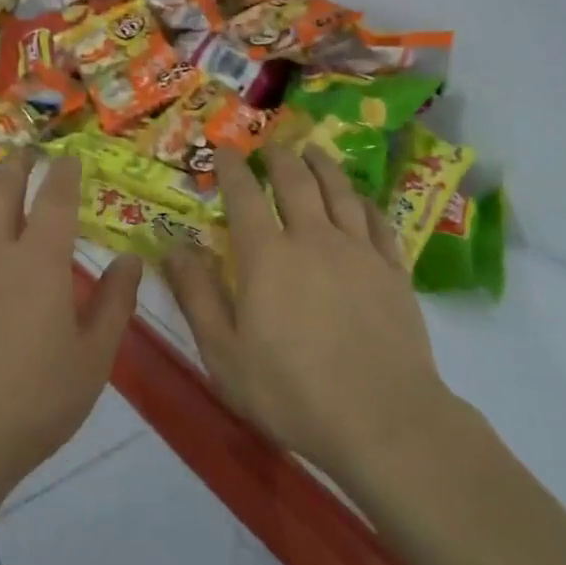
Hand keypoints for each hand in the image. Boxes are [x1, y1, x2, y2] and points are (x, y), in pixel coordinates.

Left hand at [0, 152, 142, 507]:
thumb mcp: (93, 360)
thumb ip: (115, 304)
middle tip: (26, 153)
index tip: (71, 159)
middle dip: (17, 163)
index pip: (55, 197)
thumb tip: (131, 259)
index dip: (65, 172)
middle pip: (1, 186)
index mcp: (39, 261)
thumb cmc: (32, 405)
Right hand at [162, 148, 451, 485]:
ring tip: (313, 151)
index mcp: (267, 256)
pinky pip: (378, 221)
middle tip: (270, 145)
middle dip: (279, 157)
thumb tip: (172, 249)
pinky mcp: (393, 271)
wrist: (383, 419)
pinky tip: (360, 200)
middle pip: (296, 181)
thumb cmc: (291, 391)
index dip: (232, 167)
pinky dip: (364, 202)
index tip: (224, 149)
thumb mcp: (224, 352)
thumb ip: (197, 296)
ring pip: (340, 192)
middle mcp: (313, 239)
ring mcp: (359, 252)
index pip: (244, 195)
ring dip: (323, 166)